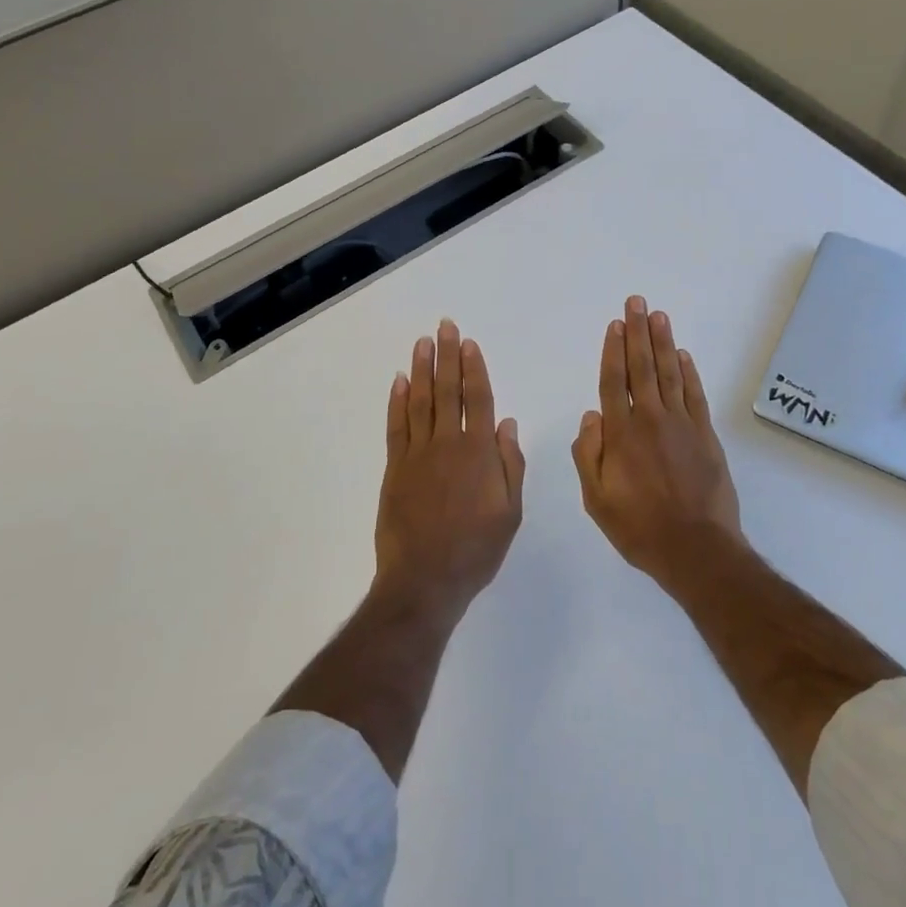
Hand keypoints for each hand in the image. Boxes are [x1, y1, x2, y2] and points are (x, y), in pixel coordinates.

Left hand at [371, 319, 524, 629]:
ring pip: (419, 402)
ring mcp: (418, 454)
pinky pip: (396, 426)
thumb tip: (507, 425)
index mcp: (479, 453)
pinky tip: (399, 382)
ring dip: (421, 370)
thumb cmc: (475, 550)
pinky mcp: (395, 468)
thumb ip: (510, 465)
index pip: (478, 400)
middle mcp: (447, 444)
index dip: (474, 370)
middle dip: (447, 356)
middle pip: (447, 391)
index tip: (469, 344)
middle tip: (444, 326)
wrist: (424, 580)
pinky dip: (397, 402)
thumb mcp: (510, 513)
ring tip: (422, 343)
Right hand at [573, 297, 743, 586]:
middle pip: (642, 367)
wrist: (696, 548)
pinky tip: (682, 355)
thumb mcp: (597, 499)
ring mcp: (681, 424)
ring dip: (662, 342)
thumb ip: (588, 455)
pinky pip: (695, 394)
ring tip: (659, 315)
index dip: (613, 350)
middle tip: (637, 302)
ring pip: (669, 373)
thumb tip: (591, 416)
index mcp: (621, 433)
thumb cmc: (639, 527)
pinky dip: (689, 372)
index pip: (614, 381)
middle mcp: (650, 418)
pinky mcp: (705, 434)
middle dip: (638, 332)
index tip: (615, 324)